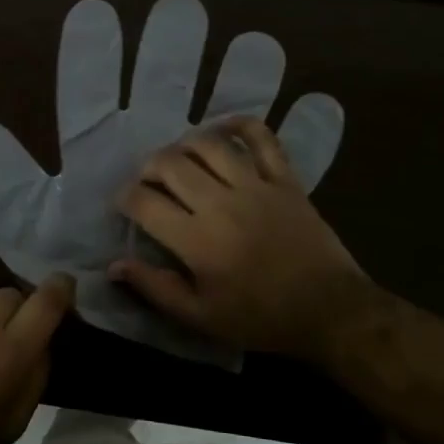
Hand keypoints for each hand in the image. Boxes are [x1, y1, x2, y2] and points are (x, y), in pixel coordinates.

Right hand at [109, 117, 376, 360]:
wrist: (330, 311)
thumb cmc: (260, 318)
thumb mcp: (200, 317)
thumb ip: (155, 288)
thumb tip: (114, 265)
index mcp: (196, 239)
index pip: (144, 202)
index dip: (125, 197)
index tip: (124, 203)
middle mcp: (219, 203)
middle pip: (170, 164)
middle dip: (148, 167)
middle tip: (149, 180)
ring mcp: (255, 186)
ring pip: (209, 145)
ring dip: (185, 144)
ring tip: (180, 158)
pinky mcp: (284, 180)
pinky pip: (262, 139)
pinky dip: (241, 125)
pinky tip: (224, 129)